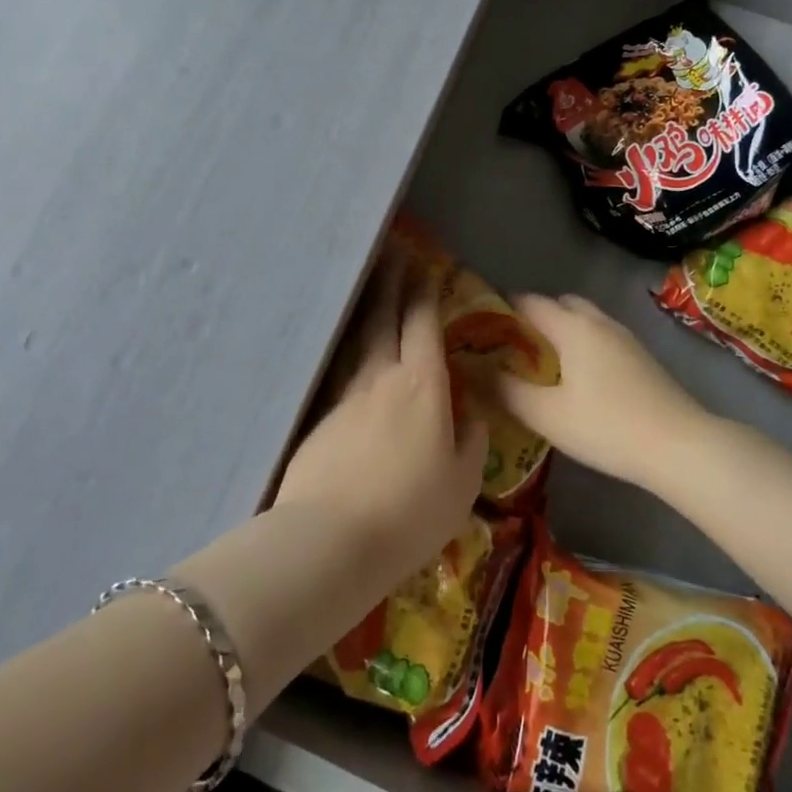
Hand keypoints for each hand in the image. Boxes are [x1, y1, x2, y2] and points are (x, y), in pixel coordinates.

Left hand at [274, 246, 487, 592]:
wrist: (330, 540)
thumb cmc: (410, 512)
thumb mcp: (460, 484)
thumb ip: (470, 443)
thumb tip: (472, 417)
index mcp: (423, 385)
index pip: (423, 324)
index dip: (424, 292)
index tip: (423, 266)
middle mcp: (381, 377)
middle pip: (384, 317)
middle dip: (391, 282)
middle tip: (392, 252)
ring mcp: (345, 395)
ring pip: (359, 339)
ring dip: (367, 308)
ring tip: (371, 287)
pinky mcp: (320, 417)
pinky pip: (342, 370)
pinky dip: (350, 350)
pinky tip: (351, 352)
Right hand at [484, 294, 714, 491]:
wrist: (680, 445)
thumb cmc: (607, 426)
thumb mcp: (547, 414)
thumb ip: (506, 391)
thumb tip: (473, 371)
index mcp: (572, 326)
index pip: (528, 302)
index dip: (502, 308)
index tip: (480, 325)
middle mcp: (598, 321)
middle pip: (559, 304)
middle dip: (533, 318)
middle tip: (512, 347)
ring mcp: (624, 337)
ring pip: (583, 320)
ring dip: (560, 331)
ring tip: (541, 364)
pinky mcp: (641, 357)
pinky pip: (600, 336)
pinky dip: (581, 344)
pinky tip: (578, 378)